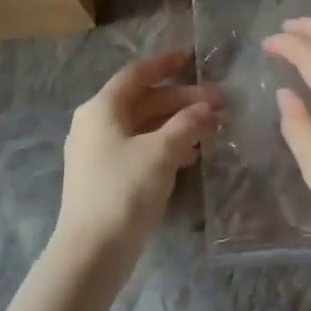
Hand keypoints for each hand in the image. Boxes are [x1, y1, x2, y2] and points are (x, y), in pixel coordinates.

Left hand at [56, 51, 219, 265]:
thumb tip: (207, 108)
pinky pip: (140, 149)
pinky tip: (192, 156)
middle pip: (143, 101)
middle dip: (181, 100)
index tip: (192, 58)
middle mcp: (95, 125)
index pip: (136, 74)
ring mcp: (98, 153)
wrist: (91, 252)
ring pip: (143, 127)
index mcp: (101, 109)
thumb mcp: (161, 152)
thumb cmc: (124, 190)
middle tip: (219, 102)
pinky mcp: (106, 178)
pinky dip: (166, 146)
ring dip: (177, 124)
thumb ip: (187, 125)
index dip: (165, 64)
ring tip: (212, 129)